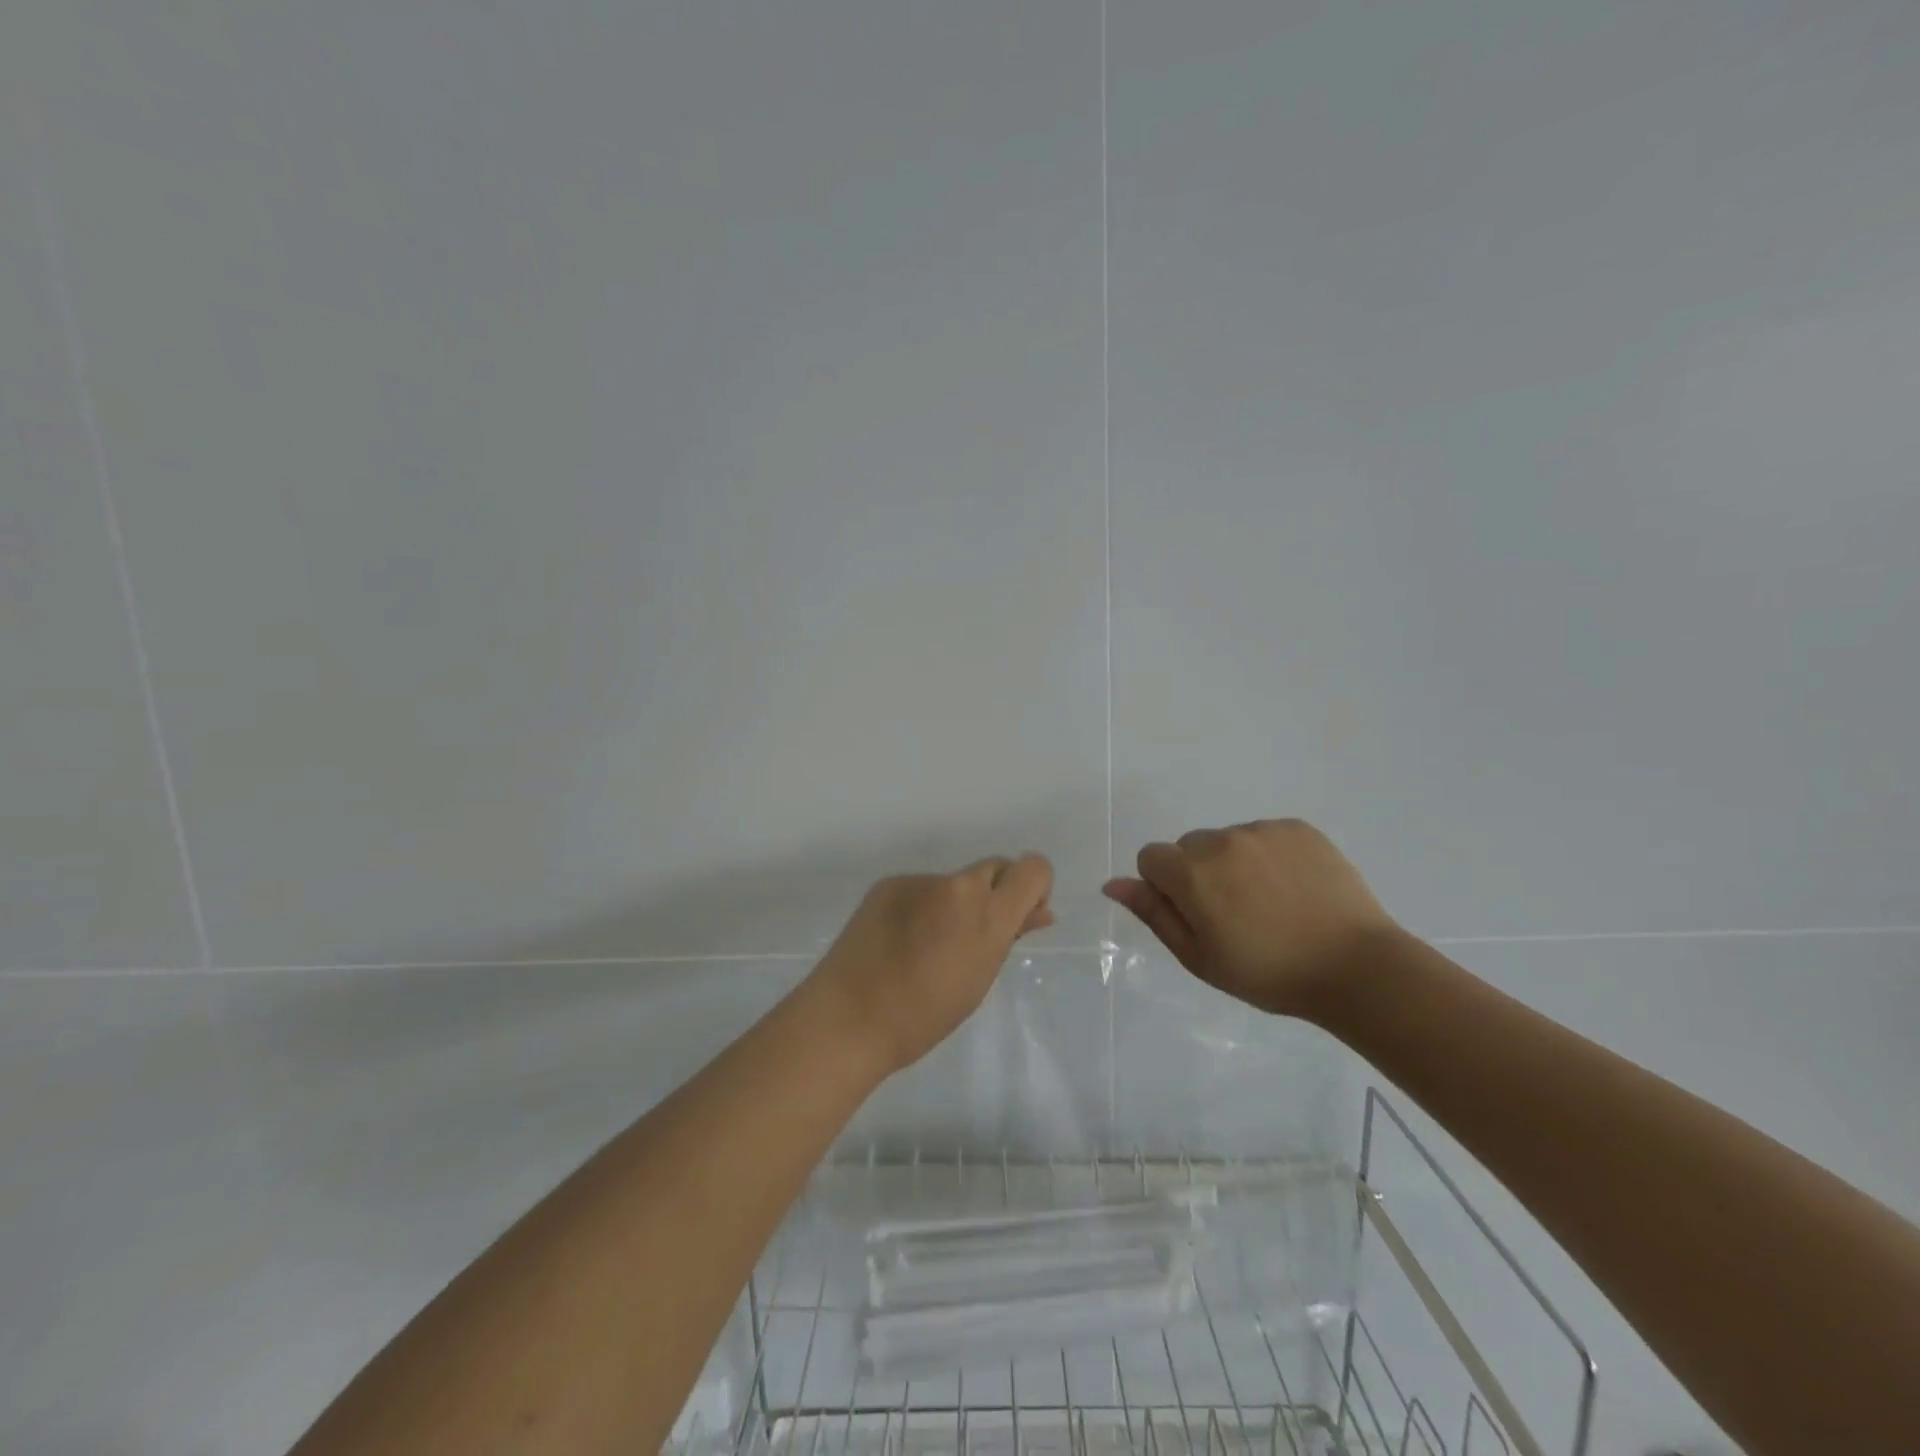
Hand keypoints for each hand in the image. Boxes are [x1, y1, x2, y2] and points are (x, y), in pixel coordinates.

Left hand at [811, 855, 1054, 1073]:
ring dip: (954, 904)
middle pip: (995, 869)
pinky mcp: (889, 883)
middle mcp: (957, 885)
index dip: (1033, 889)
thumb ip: (1009, 937)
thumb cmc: (924, 1016)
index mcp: (987, 914)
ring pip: (955, 882)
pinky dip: (922, 907)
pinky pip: (922, 889)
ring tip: (927, 947)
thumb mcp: (980, 979)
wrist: (849, 1018)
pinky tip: (900, 940)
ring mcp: (920, 881)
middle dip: (995, 895)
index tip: (1018, 919)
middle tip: (972, 937)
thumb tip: (1038, 913)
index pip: (1034, 868)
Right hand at [1102, 819, 1400, 1018]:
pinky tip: (1293, 888)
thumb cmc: (1268, 973)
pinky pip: (1264, 835)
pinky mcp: (1298, 828)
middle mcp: (1221, 840)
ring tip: (1270, 903)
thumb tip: (1113, 884)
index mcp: (1191, 873)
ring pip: (1227, 840)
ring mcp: (1262, 830)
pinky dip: (1269, 855)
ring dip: (1234, 863)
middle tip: (1234, 914)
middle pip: (1189, 847)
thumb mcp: (1199, 957)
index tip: (1196, 916)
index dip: (1165, 888)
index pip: (1151, 858)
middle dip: (1199, 873)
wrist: (1356, 968)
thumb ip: (1154, 914)